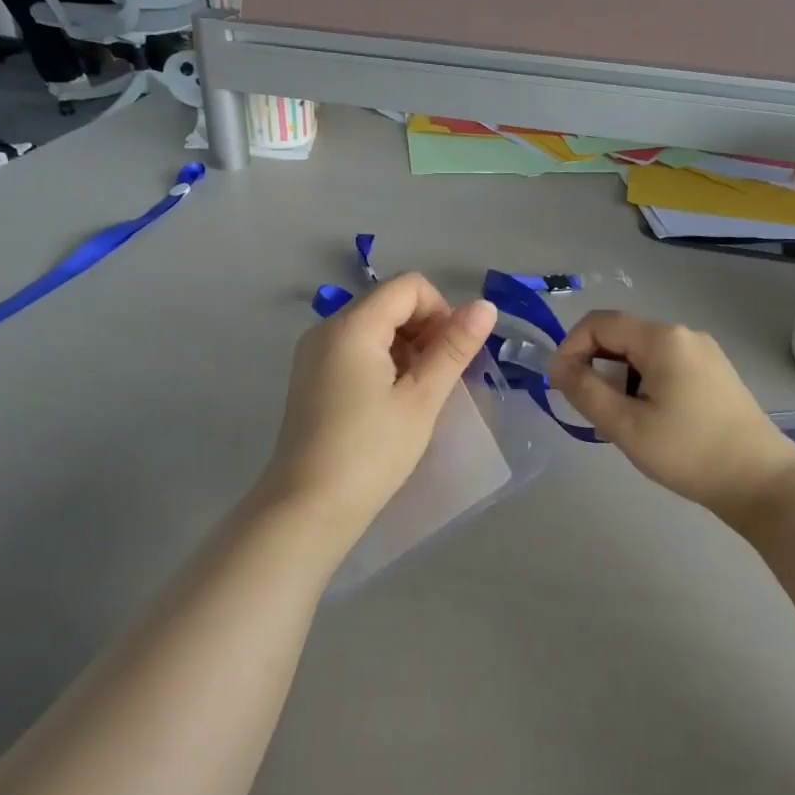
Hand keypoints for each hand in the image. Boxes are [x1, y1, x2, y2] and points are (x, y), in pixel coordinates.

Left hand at [262, 274, 497, 539]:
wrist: (308, 507)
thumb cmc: (371, 453)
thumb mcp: (421, 399)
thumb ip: (453, 348)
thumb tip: (486, 305)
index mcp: (352, 326)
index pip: (409, 286)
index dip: (441, 312)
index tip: (450, 358)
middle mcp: (326, 328)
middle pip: (390, 303)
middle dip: (425, 331)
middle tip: (438, 381)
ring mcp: (314, 353)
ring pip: (374, 328)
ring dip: (407, 350)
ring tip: (417, 397)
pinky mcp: (311, 377)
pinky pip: (356, 350)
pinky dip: (383, 363)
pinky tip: (391, 404)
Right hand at [552, 312, 794, 527]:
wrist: (761, 481)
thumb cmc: (688, 452)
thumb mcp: (625, 425)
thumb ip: (583, 390)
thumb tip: (557, 367)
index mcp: (662, 338)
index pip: (598, 323)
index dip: (570, 348)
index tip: (562, 387)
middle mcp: (684, 335)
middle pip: (620, 336)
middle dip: (595, 366)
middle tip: (592, 411)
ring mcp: (703, 353)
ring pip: (640, 354)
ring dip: (618, 379)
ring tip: (621, 422)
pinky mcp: (713, 373)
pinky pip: (663, 366)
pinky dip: (642, 385)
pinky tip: (648, 421)